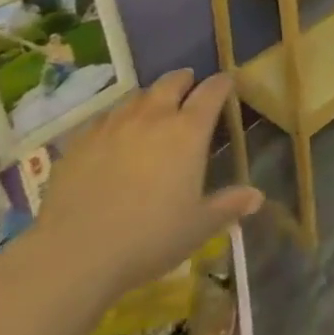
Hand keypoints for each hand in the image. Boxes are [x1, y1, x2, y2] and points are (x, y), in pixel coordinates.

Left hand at [34, 70, 261, 298]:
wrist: (76, 253)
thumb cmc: (149, 238)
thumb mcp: (198, 227)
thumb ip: (228, 206)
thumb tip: (257, 197)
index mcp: (188, 131)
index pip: (212, 92)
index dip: (222, 84)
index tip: (227, 83)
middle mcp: (153, 117)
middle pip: (172, 82)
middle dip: (184, 81)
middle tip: (189, 87)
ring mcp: (114, 125)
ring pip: (137, 96)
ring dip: (150, 97)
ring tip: (152, 108)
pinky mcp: (81, 140)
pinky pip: (105, 117)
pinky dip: (117, 118)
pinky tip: (114, 134)